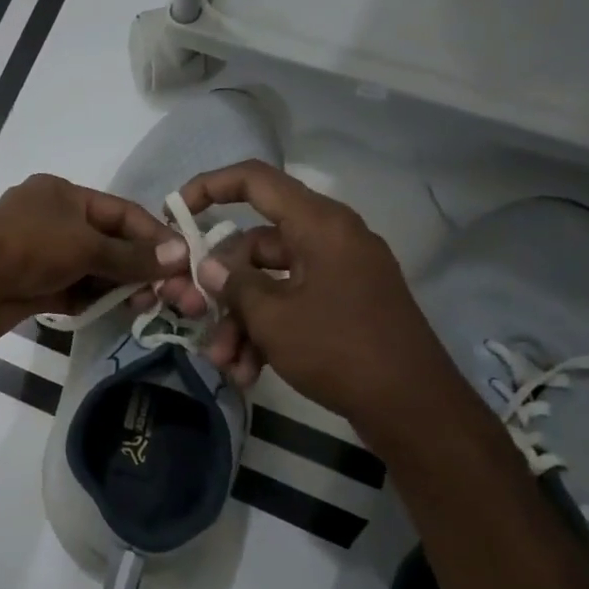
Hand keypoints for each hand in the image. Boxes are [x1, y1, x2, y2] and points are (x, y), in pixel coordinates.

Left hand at [0, 175, 184, 342]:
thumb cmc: (29, 248)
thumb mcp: (86, 245)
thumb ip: (131, 255)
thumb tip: (180, 254)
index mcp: (63, 195)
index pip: (121, 212)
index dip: (153, 235)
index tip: (182, 261)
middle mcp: (53, 221)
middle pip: (108, 242)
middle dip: (138, 267)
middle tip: (169, 294)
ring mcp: (41, 255)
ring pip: (91, 270)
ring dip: (118, 287)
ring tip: (148, 306)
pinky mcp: (33, 287)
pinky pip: (73, 292)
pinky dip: (94, 301)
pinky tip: (118, 314)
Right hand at [165, 161, 466, 431]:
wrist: (414, 408)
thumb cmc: (339, 349)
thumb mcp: (272, 317)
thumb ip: (233, 284)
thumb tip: (209, 266)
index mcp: (319, 225)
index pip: (255, 181)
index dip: (209, 187)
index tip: (174, 212)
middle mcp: (330, 240)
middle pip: (254, 245)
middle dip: (220, 287)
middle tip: (193, 315)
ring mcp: (338, 274)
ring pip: (268, 282)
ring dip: (239, 321)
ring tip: (224, 362)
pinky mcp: (343, 305)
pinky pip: (291, 304)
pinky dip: (266, 332)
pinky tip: (247, 372)